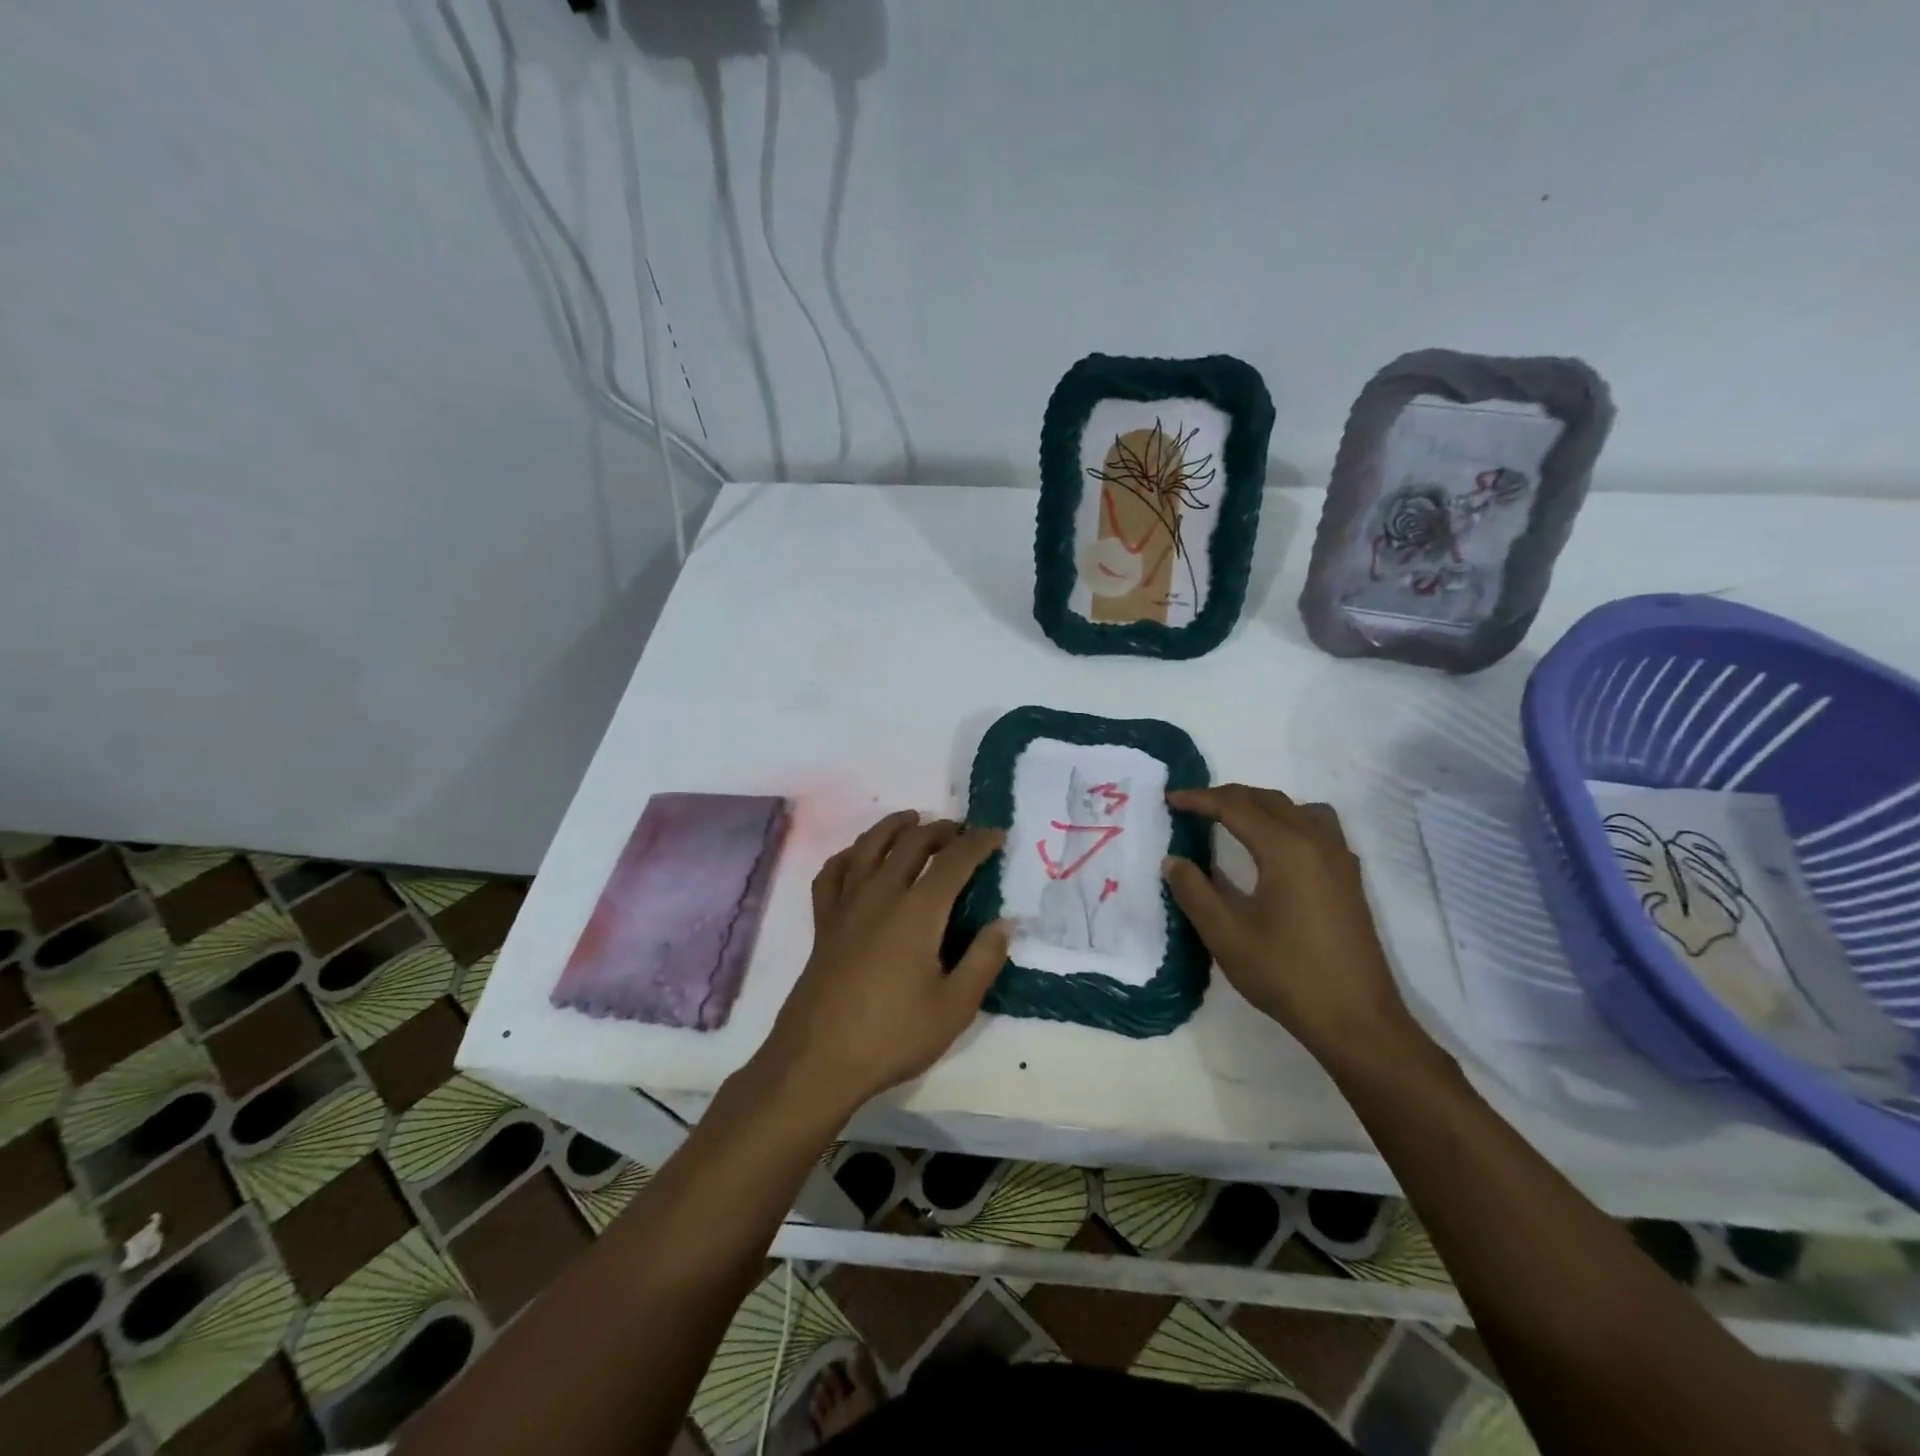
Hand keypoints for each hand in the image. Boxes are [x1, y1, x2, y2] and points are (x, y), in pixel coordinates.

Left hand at [756, 811, 1009, 1116]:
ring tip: (912, 820)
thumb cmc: (893, 1036)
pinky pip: (833, 873)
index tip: (997, 833)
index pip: (954, 860)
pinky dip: (849, 855)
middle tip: (960, 831)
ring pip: (870, 846)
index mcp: (918, 911)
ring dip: (894, 827)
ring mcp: (847, 905)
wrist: (818, 1060)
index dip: (979, 842)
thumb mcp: (955, 1007)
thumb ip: (984, 960)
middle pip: (911, 843)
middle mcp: (881, 894)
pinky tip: (858, 856)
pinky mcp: (824, 922)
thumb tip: (1004, 923)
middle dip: (940, 830)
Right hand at [1163, 785, 1432, 1073]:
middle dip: (1226, 797)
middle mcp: (1316, 841)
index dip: (1199, 799)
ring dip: (1259, 805)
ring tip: (1232, 820)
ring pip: (1296, 808)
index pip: (1235, 806)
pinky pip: (1317, 826)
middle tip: (1191, 806)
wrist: (1355, 1019)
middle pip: (1266, 800)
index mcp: (1285, 848)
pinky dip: (1288, 820)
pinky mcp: (1349, 878)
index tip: (1169, 799)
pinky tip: (1274, 849)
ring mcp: (1339, 858)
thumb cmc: (1286, 973)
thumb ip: (1194, 891)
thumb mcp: (1226, 934)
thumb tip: (1173, 861)